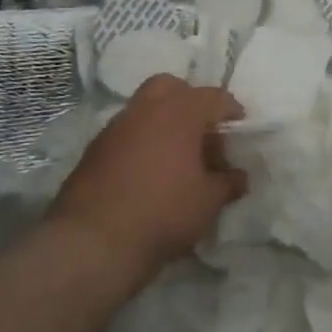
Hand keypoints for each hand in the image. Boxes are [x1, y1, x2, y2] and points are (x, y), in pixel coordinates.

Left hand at [46, 76, 246, 280]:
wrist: (92, 243)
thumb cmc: (163, 213)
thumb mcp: (208, 202)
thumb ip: (228, 183)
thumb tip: (239, 176)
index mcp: (180, 111)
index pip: (214, 97)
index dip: (232, 112)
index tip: (239, 131)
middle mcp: (146, 109)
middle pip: (172, 87)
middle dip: (189, 102)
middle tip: (201, 133)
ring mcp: (115, 127)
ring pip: (144, 108)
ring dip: (162, 123)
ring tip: (175, 157)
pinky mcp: (93, 150)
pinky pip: (126, 134)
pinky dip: (140, 143)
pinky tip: (147, 173)